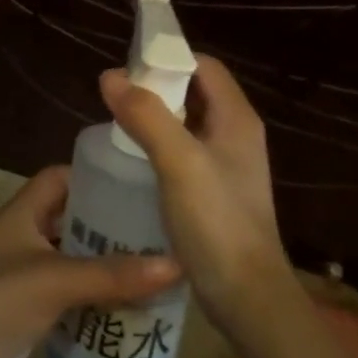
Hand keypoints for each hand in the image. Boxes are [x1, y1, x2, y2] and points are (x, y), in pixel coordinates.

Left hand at [0, 166, 179, 357]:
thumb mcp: (56, 280)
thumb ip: (113, 274)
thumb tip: (177, 264)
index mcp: (21, 213)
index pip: (59, 178)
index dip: (93, 176)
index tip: (137, 184)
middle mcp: (23, 238)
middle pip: (72, 219)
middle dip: (110, 225)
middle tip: (159, 231)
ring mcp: (25, 277)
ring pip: (74, 260)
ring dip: (107, 266)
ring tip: (157, 269)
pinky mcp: (30, 313)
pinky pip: (72, 296)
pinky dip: (97, 298)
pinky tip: (133, 308)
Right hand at [101, 57, 293, 336]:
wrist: (247, 298)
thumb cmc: (217, 223)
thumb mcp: (178, 162)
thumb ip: (146, 115)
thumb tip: (110, 76)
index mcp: (236, 119)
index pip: (203, 66)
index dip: (168, 59)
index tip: (130, 69)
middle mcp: (236, 135)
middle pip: (194, 92)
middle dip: (156, 88)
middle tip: (117, 98)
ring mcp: (227, 165)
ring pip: (187, 124)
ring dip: (155, 117)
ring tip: (119, 125)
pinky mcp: (216, 192)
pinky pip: (185, 152)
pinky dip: (160, 146)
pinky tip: (135, 161)